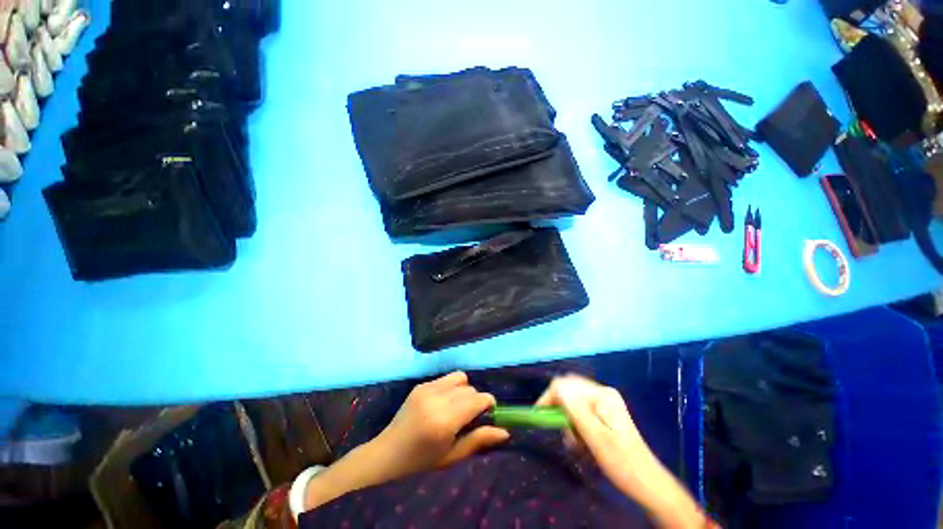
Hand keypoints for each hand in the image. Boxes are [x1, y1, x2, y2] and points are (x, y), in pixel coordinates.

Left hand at [373, 371, 509, 478]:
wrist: (387, 452)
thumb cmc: (421, 460)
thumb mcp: (452, 456)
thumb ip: (479, 440)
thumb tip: (505, 432)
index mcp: (444, 421)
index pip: (477, 400)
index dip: (488, 403)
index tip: (489, 412)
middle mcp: (436, 399)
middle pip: (470, 388)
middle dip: (475, 399)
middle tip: (470, 416)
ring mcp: (427, 388)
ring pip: (460, 378)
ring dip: (464, 390)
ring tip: (457, 406)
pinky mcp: (421, 384)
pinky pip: (446, 378)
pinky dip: (451, 387)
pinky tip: (443, 402)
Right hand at [536, 374, 646, 485]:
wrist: (647, 482)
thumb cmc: (621, 462)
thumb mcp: (595, 437)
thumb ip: (575, 409)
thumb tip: (556, 387)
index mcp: (602, 395)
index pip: (565, 384)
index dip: (549, 396)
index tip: (539, 414)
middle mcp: (602, 392)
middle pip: (568, 391)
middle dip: (560, 410)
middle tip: (563, 432)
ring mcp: (604, 402)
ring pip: (573, 402)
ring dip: (569, 421)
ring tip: (576, 442)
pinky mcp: (604, 412)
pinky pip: (580, 411)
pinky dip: (576, 425)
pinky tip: (582, 441)